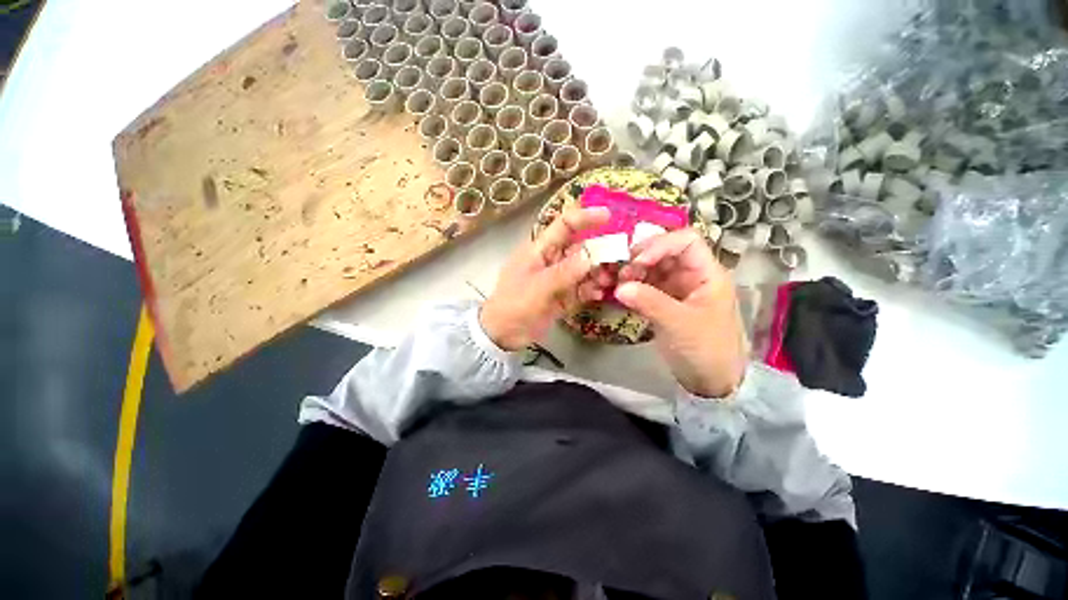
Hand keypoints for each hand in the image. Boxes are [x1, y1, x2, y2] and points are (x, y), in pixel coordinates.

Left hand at [480, 207, 610, 350]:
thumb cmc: (514, 303)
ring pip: (584, 270)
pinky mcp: (563, 296)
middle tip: (619, 259)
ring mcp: (558, 279)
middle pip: (580, 248)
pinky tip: (597, 295)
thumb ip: (565, 272)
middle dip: (600, 252)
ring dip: (598, 273)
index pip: (564, 225)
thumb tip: (593, 256)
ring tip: (608, 281)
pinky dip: (591, 290)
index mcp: (540, 249)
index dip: (585, 218)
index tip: (608, 217)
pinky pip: (582, 289)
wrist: (503, 333)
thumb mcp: (538, 286)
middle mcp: (552, 260)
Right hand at [616, 228, 745, 397]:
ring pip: (650, 269)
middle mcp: (690, 275)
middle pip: (663, 252)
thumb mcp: (680, 324)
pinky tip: (617, 293)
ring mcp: (675, 288)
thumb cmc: (705, 349)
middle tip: (620, 274)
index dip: (660, 245)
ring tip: (615, 284)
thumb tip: (619, 287)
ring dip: (631, 273)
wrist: (710, 381)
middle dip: (639, 259)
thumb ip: (650, 302)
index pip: (685, 241)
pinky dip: (630, 286)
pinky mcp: (663, 302)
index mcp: (706, 273)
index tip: (636, 263)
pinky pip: (644, 286)